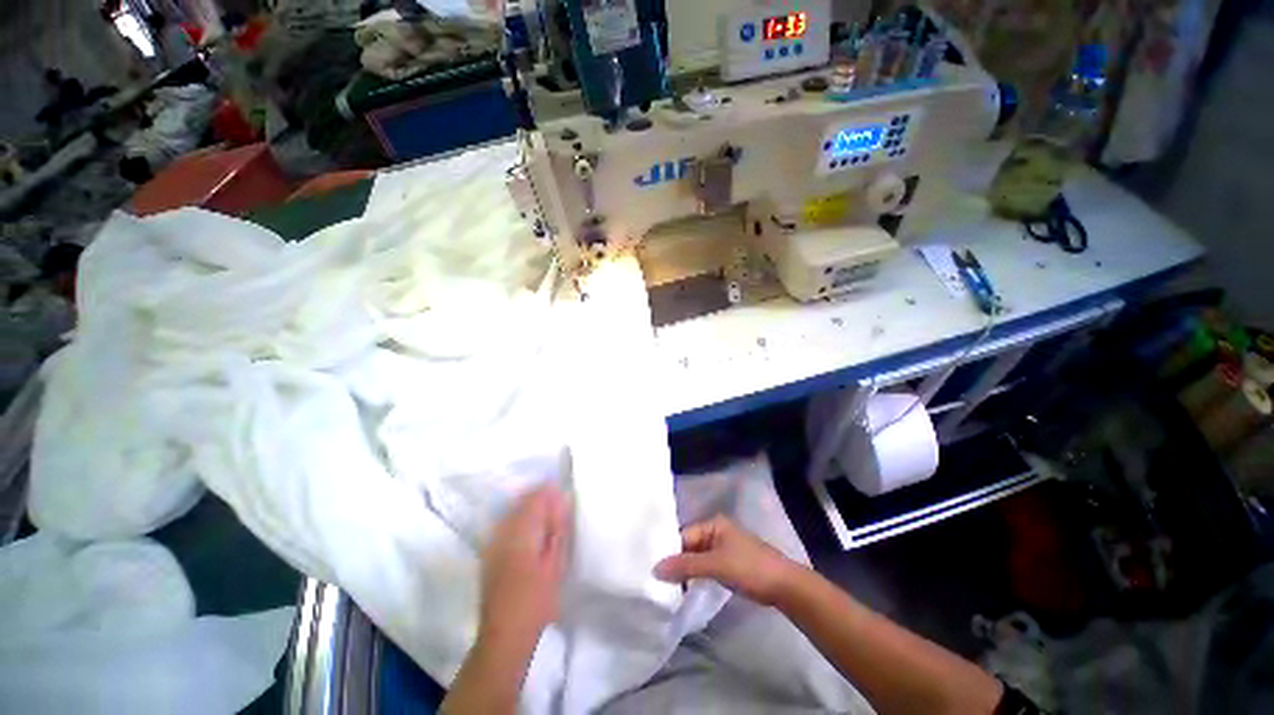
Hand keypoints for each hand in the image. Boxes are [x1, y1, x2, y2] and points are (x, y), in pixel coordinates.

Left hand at [478, 484, 570, 648]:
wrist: (504, 635)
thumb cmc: (537, 601)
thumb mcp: (555, 564)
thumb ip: (557, 530)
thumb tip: (562, 502)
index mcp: (521, 533)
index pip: (535, 499)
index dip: (549, 491)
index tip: (562, 492)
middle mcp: (502, 532)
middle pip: (521, 502)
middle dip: (539, 498)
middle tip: (558, 504)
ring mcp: (492, 543)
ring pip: (511, 512)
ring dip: (528, 508)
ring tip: (546, 517)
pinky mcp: (488, 554)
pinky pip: (504, 525)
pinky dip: (518, 521)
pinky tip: (529, 532)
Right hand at [653, 515, 799, 605]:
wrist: (784, 586)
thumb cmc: (750, 567)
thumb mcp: (716, 565)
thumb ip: (686, 566)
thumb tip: (655, 568)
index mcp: (713, 524)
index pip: (683, 535)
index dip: (669, 551)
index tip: (653, 569)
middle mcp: (716, 532)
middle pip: (689, 545)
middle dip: (676, 562)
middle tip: (657, 580)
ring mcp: (722, 548)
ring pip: (696, 558)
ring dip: (685, 571)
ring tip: (667, 586)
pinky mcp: (728, 564)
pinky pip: (705, 567)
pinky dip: (696, 576)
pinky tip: (685, 588)